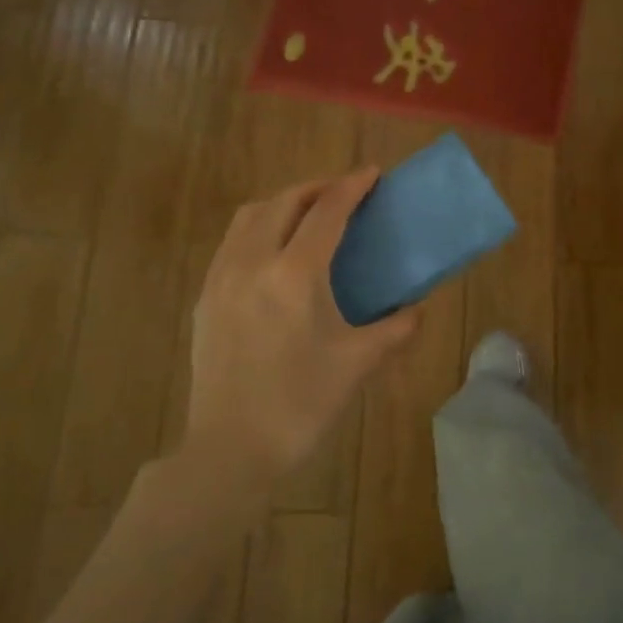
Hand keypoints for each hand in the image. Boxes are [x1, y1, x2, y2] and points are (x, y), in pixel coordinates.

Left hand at [168, 168, 419, 501]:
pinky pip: (232, 242)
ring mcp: (221, 278)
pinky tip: (275, 252)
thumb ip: (396, 328)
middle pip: (283, 202)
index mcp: (295, 274)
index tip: (372, 174)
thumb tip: (417, 308)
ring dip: (283, 203)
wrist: (231, 449)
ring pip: (250, 217)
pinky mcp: (205, 298)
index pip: (326, 212)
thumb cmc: (301, 404)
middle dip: (316, 188)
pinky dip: (258, 228)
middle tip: (344, 193)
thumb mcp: (359, 363)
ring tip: (309, 214)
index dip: (352, 187)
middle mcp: (252, 263)